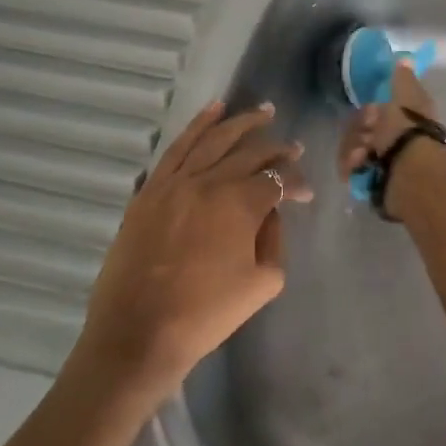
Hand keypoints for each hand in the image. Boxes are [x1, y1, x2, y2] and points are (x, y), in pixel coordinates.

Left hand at [78, 100, 309, 402]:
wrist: (138, 334)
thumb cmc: (206, 314)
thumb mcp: (263, 283)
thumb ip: (275, 240)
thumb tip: (270, 213)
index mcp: (240, 204)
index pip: (277, 180)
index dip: (297, 183)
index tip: (307, 194)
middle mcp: (208, 182)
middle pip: (248, 153)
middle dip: (275, 148)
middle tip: (293, 145)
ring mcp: (173, 183)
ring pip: (212, 140)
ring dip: (239, 123)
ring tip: (261, 111)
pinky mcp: (149, 191)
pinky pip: (176, 149)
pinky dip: (196, 127)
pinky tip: (212, 113)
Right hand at [337, 60, 441, 220]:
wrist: (410, 175)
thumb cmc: (409, 132)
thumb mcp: (406, 98)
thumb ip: (403, 79)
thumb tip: (406, 58)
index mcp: (405, 121)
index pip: (376, 111)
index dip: (370, 111)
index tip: (371, 113)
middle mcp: (394, 141)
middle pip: (361, 129)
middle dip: (358, 131)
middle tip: (366, 138)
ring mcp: (382, 162)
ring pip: (352, 148)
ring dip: (352, 149)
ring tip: (361, 157)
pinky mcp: (371, 181)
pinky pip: (350, 168)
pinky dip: (351, 166)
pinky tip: (357, 168)